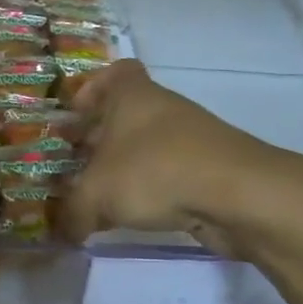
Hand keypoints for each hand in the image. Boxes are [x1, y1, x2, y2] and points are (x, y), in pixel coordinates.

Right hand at [62, 60, 302, 254]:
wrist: (239, 195)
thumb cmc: (155, 172)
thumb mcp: (96, 195)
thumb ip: (71, 213)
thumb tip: (62, 231)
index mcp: (133, 95)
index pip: (115, 72)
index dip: (92, 90)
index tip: (75, 116)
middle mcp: (162, 109)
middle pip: (125, 115)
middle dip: (98, 140)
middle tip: (73, 165)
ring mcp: (190, 138)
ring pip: (146, 147)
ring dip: (123, 168)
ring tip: (99, 197)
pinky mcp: (209, 170)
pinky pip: (168, 174)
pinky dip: (151, 190)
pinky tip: (134, 216)